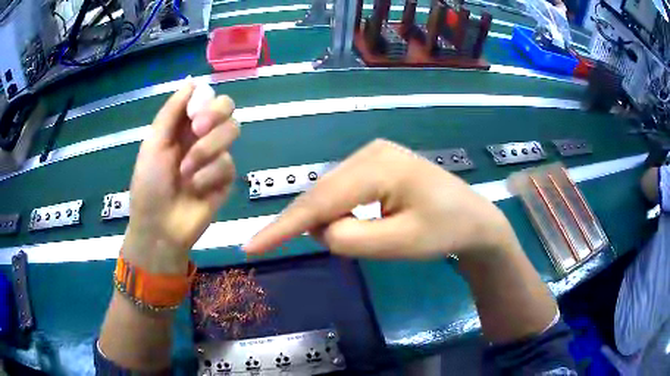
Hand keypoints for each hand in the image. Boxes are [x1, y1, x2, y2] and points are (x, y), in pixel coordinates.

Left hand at [123, 83, 239, 272]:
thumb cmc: (149, 185)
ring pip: (232, 132)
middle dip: (214, 116)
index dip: (205, 100)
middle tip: (197, 130)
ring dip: (206, 150)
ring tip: (186, 172)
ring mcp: (216, 157)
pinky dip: (208, 176)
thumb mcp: (153, 143)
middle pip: (228, 108)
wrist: (160, 227)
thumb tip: (192, 81)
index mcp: (183, 125)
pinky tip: (195, 190)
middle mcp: (203, 136)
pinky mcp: (226, 179)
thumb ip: (172, 112)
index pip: (207, 98)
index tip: (192, 113)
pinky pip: (228, 164)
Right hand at [244, 139, 515, 258]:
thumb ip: (350, 238)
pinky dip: (338, 211)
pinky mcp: (376, 164)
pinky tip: (357, 222)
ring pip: (330, 192)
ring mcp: (373, 155)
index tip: (251, 246)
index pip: (320, 202)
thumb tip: (319, 230)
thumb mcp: (398, 244)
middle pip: (321, 194)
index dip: (283, 227)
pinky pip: (343, 190)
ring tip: (361, 235)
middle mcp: (369, 152)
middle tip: (325, 249)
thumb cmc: (445, 232)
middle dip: (309, 225)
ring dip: (328, 219)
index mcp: (378, 166)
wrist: (474, 219)